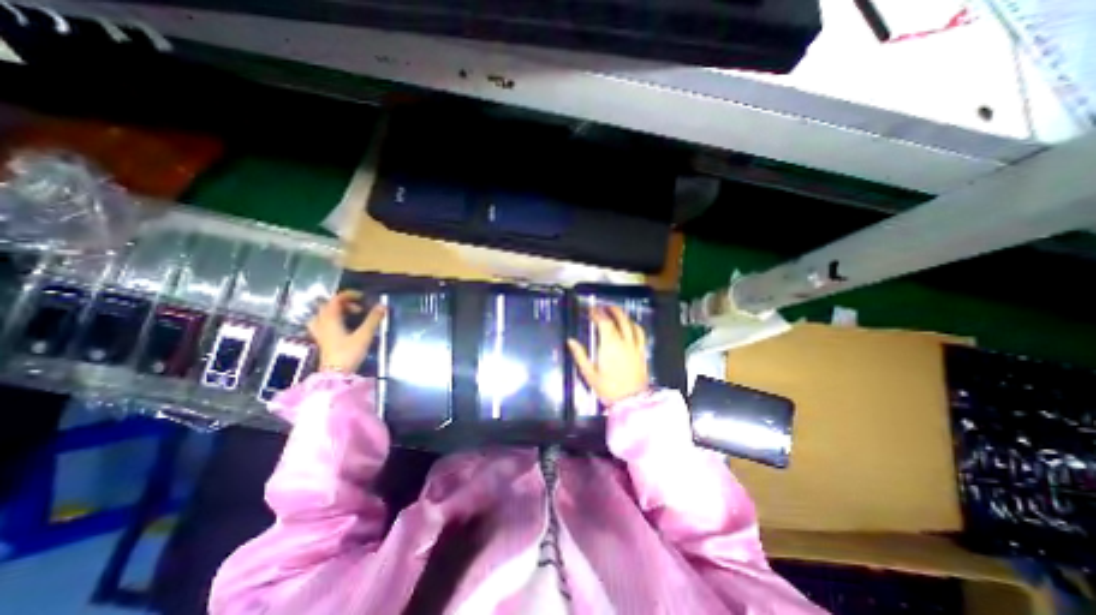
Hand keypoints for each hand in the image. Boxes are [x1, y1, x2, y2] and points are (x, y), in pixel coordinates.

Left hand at [309, 290, 387, 371]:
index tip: (363, 296)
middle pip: (329, 306)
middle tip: (360, 308)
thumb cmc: (349, 353)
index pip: (336, 300)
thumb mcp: (364, 335)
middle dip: (345, 303)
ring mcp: (320, 332)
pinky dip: (333, 320)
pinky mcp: (322, 340)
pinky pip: (324, 323)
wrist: (336, 374)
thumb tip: (383, 305)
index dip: (349, 295)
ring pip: (324, 315)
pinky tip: (343, 326)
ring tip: (352, 316)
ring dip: (338, 311)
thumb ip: (373, 319)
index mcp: (330, 319)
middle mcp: (322, 323)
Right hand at [570, 304, 644, 404]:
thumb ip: (580, 355)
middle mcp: (624, 342)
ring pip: (631, 324)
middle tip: (604, 307)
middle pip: (620, 319)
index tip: (591, 310)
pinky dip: (635, 325)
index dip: (597, 314)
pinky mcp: (642, 352)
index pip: (604, 323)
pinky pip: (640, 334)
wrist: (631, 401)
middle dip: (611, 310)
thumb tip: (571, 341)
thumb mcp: (589, 374)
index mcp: (609, 345)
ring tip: (616, 312)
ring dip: (623, 315)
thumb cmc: (608, 388)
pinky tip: (631, 325)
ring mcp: (635, 346)